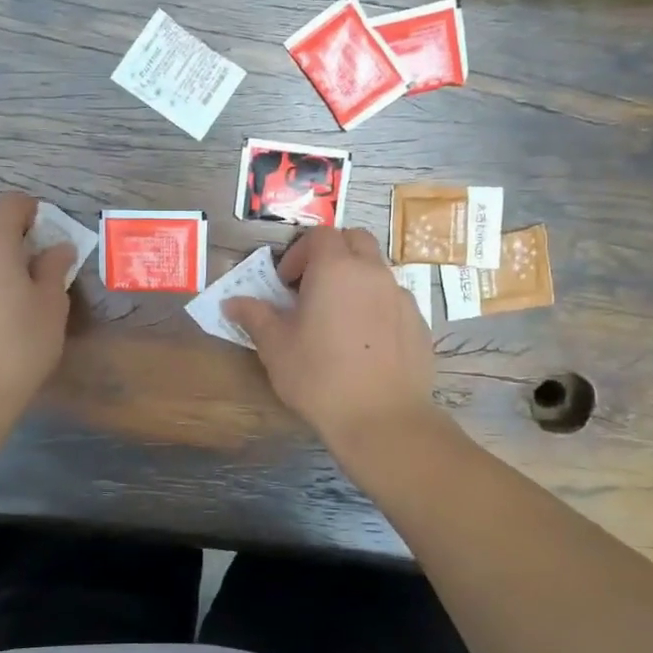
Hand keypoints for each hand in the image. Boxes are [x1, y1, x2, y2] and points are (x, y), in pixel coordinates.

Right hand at [223, 227, 438, 448]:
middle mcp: (373, 273)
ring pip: (377, 270)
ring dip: (356, 280)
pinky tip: (364, 344)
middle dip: (332, 254)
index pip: (319, 234)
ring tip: (338, 318)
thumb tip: (232, 303)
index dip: (299, 252)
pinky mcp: (419, 324)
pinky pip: (394, 301)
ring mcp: (401, 297)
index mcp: (335, 269)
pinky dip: (377, 308)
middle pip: (355, 240)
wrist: (382, 418)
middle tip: (312, 287)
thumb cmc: (318, 377)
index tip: (286, 283)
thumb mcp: (275, 347)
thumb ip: (254, 317)